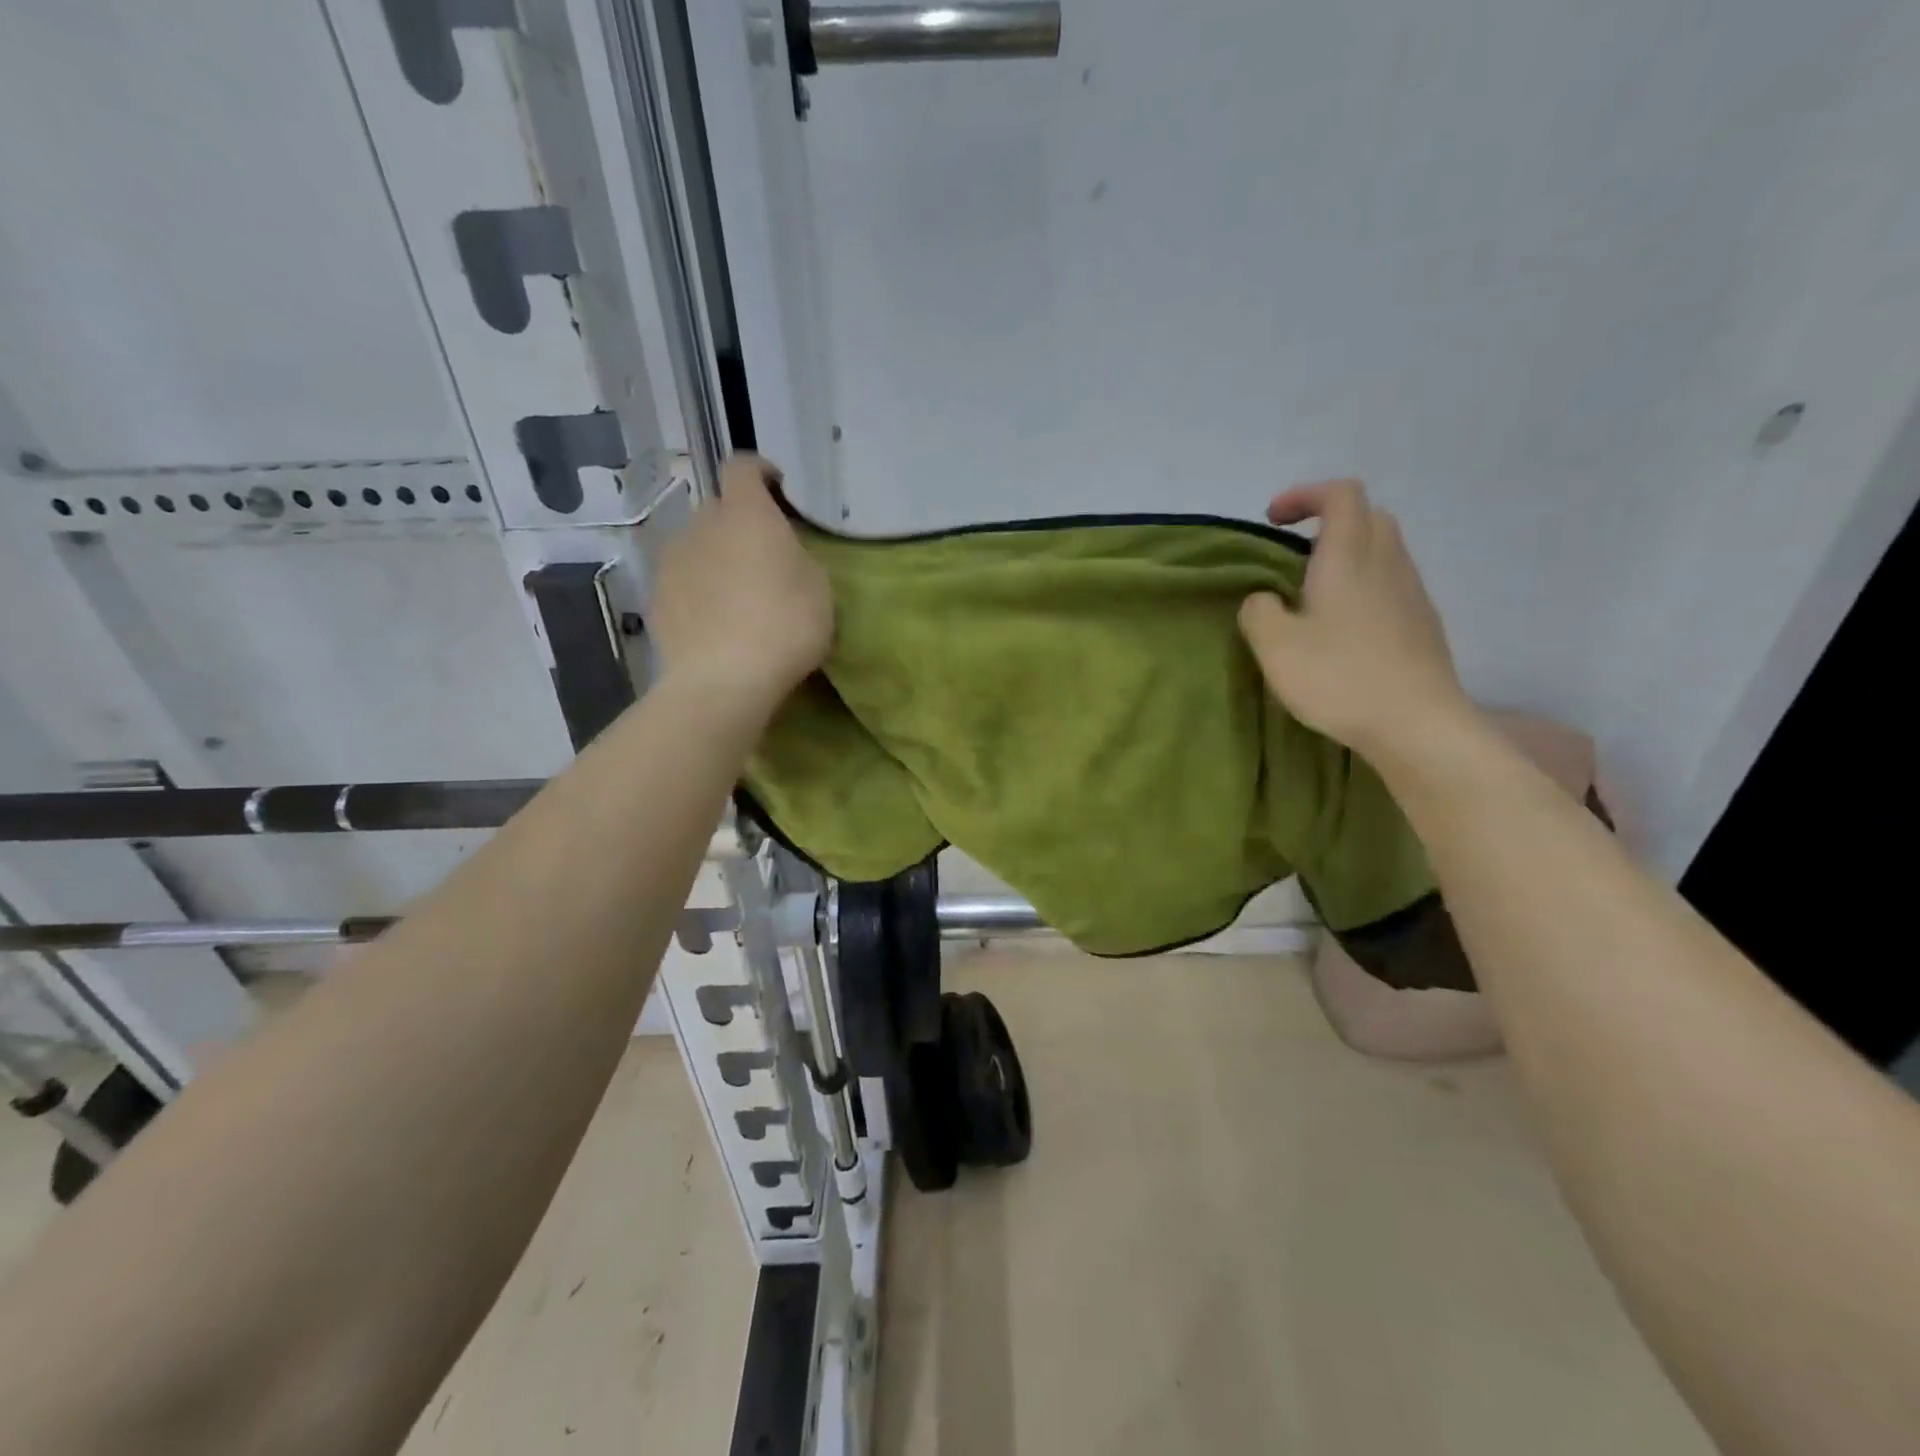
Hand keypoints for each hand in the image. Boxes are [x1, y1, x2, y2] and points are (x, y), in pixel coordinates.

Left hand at [648, 454, 832, 718]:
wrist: (723, 679)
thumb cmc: (785, 626)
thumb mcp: (819, 589)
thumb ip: (798, 558)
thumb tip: (779, 556)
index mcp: (746, 513)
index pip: (743, 468)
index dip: (760, 473)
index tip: (777, 490)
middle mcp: (702, 525)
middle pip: (718, 509)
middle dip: (739, 524)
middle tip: (764, 557)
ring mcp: (673, 561)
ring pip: (697, 546)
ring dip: (717, 557)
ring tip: (737, 594)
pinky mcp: (657, 598)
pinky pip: (683, 581)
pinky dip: (699, 590)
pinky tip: (716, 622)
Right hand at [1239, 479, 1473, 761]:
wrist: (1417, 724)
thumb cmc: (1339, 678)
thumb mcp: (1275, 646)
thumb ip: (1258, 611)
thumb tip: (1264, 599)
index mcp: (1348, 559)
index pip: (1340, 495)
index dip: (1305, 495)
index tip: (1273, 521)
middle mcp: (1386, 564)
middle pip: (1368, 515)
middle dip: (1328, 521)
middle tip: (1293, 553)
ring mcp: (1412, 593)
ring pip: (1384, 549)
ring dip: (1348, 554)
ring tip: (1315, 593)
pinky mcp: (1423, 623)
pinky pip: (1392, 582)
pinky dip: (1365, 584)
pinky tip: (1345, 627)